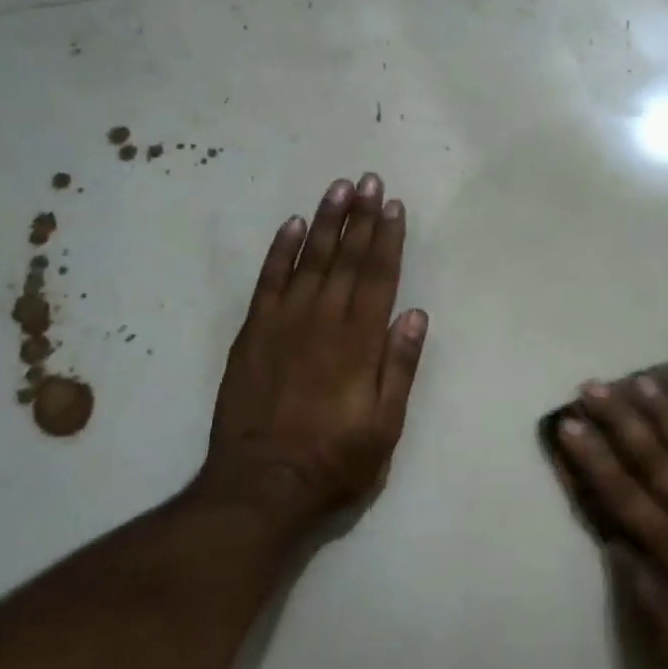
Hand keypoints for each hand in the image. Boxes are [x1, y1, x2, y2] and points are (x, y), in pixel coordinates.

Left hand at [195, 173, 428, 536]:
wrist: (261, 487)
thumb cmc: (335, 461)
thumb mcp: (385, 426)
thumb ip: (399, 367)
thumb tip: (415, 314)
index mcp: (359, 342)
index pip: (378, 276)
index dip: (387, 239)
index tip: (394, 206)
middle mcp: (323, 321)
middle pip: (346, 259)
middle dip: (361, 218)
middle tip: (369, 181)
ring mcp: (283, 324)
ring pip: (309, 261)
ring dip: (325, 222)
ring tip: (339, 189)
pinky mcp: (252, 335)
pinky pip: (268, 282)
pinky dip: (280, 252)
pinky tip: (291, 226)